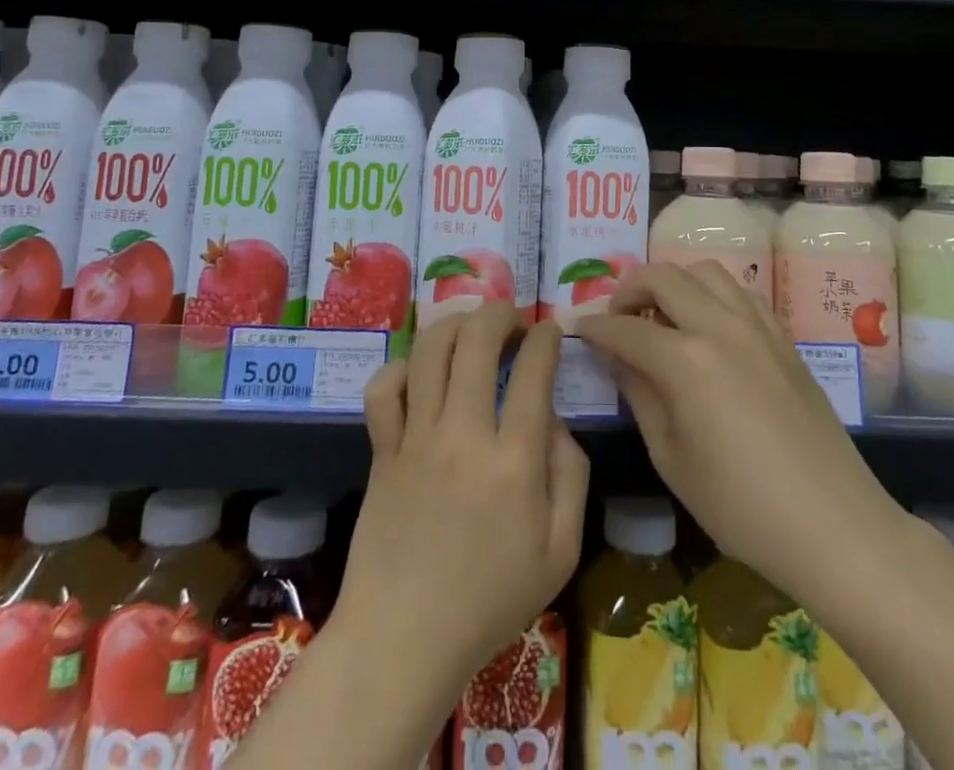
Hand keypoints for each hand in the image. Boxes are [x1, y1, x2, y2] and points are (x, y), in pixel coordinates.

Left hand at [336, 303, 589, 700]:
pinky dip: (402, 368)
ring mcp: (416, 438)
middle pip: (476, 340)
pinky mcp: (383, 449)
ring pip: (431, 350)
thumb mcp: (560, 552)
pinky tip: (421, 374)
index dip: (545, 337)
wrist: (403, 640)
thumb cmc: (489, 601)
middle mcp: (463, 435)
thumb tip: (555, 421)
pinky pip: (384, 388)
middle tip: (513, 319)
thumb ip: (571, 477)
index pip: (533, 370)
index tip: (550, 330)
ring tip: (471, 328)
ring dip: (455, 324)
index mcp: (513, 462)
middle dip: (500, 313)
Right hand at [573, 261, 906, 603]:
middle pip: (663, 276)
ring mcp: (756, 326)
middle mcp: (719, 326)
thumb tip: (615, 356)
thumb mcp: (671, 458)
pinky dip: (712, 294)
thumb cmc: (741, 507)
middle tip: (616, 318)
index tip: (574, 326)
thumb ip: (639, 394)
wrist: (835, 526)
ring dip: (673, 282)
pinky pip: (739, 292)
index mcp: (685, 360)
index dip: (593, 326)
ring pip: (704, 270)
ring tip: (661, 315)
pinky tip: (707, 327)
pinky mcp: (783, 337)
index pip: (624, 327)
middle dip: (628, 288)